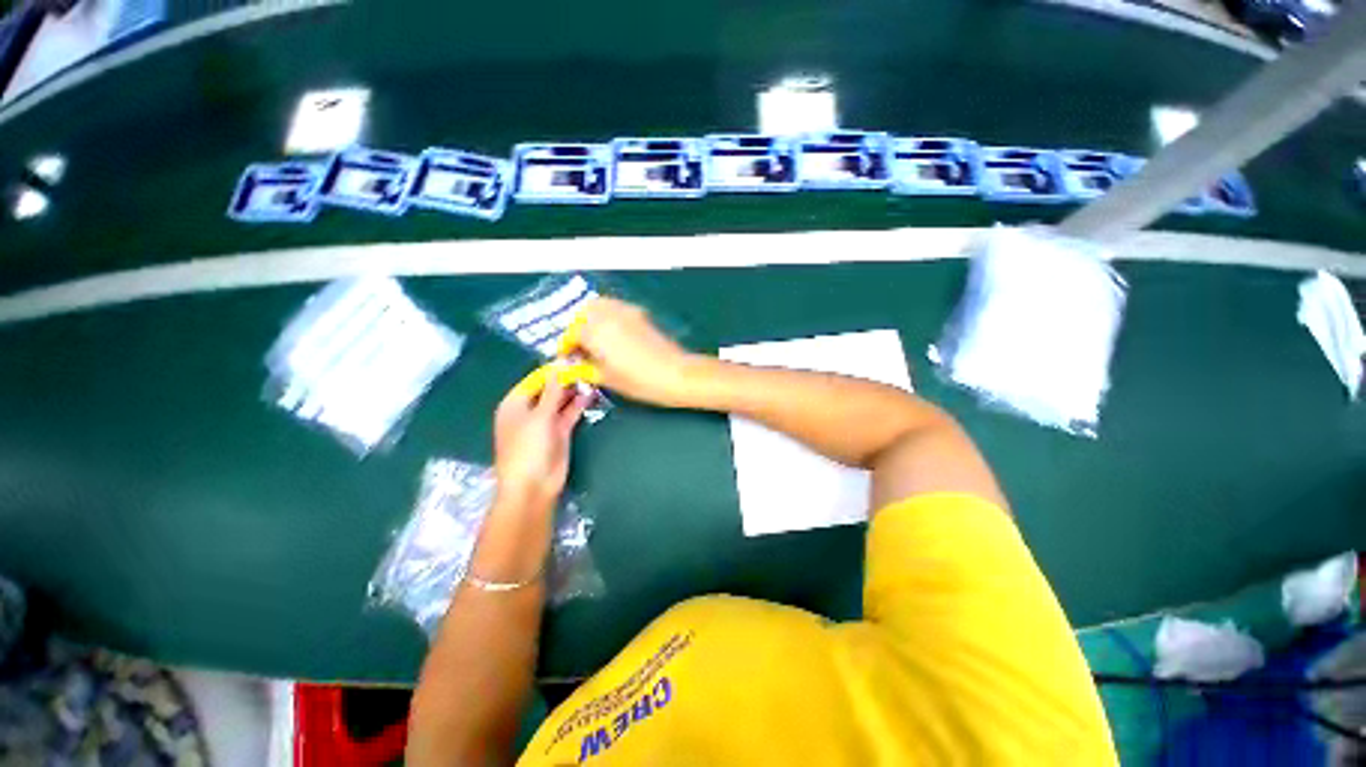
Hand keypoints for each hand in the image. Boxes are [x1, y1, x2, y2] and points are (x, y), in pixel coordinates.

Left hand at [493, 374, 591, 509]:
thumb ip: (552, 390)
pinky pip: (569, 413)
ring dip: (574, 391)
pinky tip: (591, 394)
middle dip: (565, 380)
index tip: (573, 358)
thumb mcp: (539, 416)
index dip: (553, 370)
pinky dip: (578, 405)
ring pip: (560, 401)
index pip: (535, 380)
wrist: (533, 486)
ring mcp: (545, 422)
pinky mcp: (559, 432)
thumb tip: (559, 363)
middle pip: (548, 389)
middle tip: (587, 367)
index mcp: (515, 404)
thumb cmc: (528, 448)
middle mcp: (529, 410)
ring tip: (592, 378)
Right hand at [563, 298, 696, 407]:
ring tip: (594, 338)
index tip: (566, 357)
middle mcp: (608, 315)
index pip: (571, 334)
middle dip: (577, 327)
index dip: (565, 347)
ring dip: (591, 317)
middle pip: (583, 313)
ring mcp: (626, 311)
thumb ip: (586, 368)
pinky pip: (616, 307)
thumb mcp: (606, 378)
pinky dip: (608, 315)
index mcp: (595, 331)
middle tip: (579, 345)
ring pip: (600, 305)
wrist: (676, 373)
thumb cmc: (639, 381)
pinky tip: (612, 334)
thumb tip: (574, 364)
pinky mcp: (640, 313)